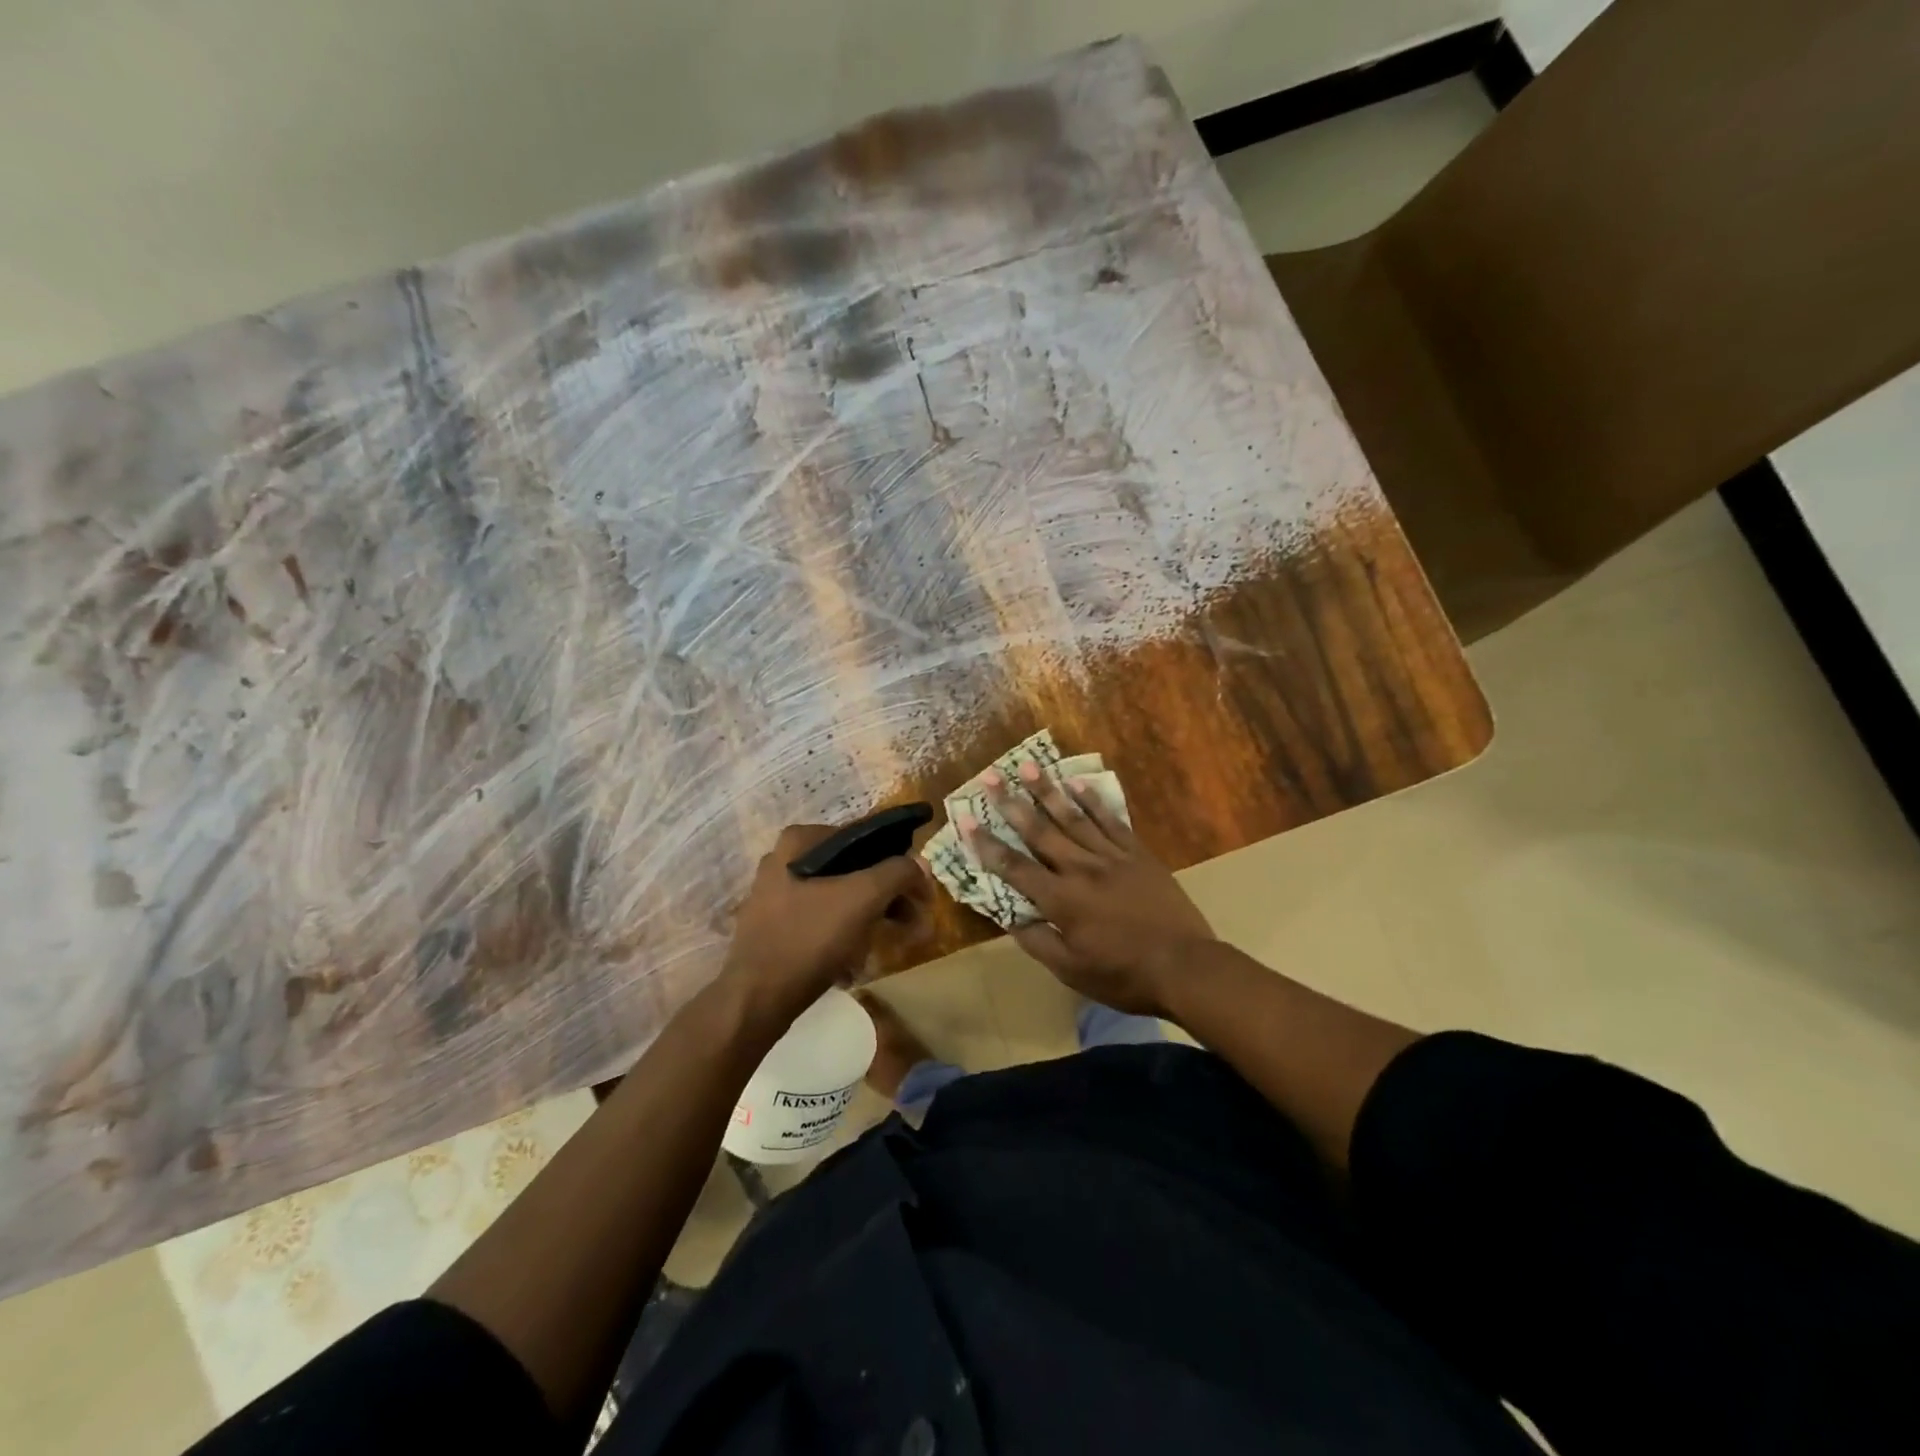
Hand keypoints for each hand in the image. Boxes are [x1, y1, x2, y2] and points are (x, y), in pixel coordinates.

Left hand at [721, 824, 929, 1025]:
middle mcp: (783, 860)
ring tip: (890, 942)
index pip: (865, 839)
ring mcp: (775, 895)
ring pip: (839, 897)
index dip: (900, 864)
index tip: (920, 893)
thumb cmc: (810, 938)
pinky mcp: (773, 927)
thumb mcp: (863, 898)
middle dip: (887, 896)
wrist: (757, 998)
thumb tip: (920, 863)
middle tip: (913, 922)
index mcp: (800, 841)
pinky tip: (856, 961)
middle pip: (853, 870)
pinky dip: (844, 934)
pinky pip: (821, 921)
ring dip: (869, 917)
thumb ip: (897, 872)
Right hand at [961, 766, 1215, 1016]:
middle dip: (1011, 803)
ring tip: (1028, 765)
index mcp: (1061, 900)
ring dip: (1047, 791)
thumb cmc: (1124, 975)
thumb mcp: (1072, 971)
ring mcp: (1112, 857)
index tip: (966, 817)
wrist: (1186, 966)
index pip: (1014, 866)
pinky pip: (1111, 821)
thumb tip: (1008, 917)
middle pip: (1040, 831)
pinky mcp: (1138, 854)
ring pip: (1073, 818)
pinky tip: (1078, 783)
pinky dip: (1093, 801)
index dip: (986, 843)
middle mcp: (1081, 869)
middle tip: (990, 776)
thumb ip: (1037, 941)